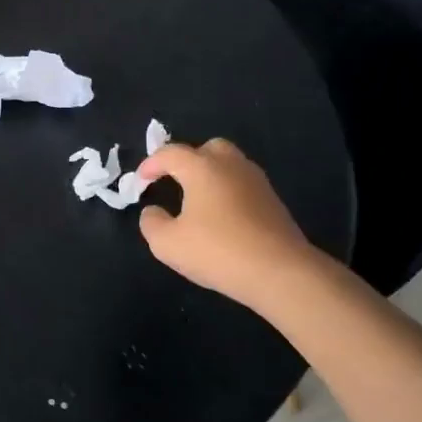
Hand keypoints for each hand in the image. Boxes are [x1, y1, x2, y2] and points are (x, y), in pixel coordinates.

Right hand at [136, 139, 318, 311]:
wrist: (281, 272)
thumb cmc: (218, 251)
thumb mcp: (168, 244)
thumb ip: (151, 223)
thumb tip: (153, 211)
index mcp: (202, 168)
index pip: (171, 154)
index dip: (151, 164)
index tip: (141, 181)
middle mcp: (231, 166)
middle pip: (208, 148)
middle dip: (188, 160)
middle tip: (175, 181)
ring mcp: (257, 182)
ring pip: (230, 165)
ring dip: (211, 175)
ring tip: (198, 199)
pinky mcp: (274, 202)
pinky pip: (243, 185)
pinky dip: (228, 192)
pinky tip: (222, 216)